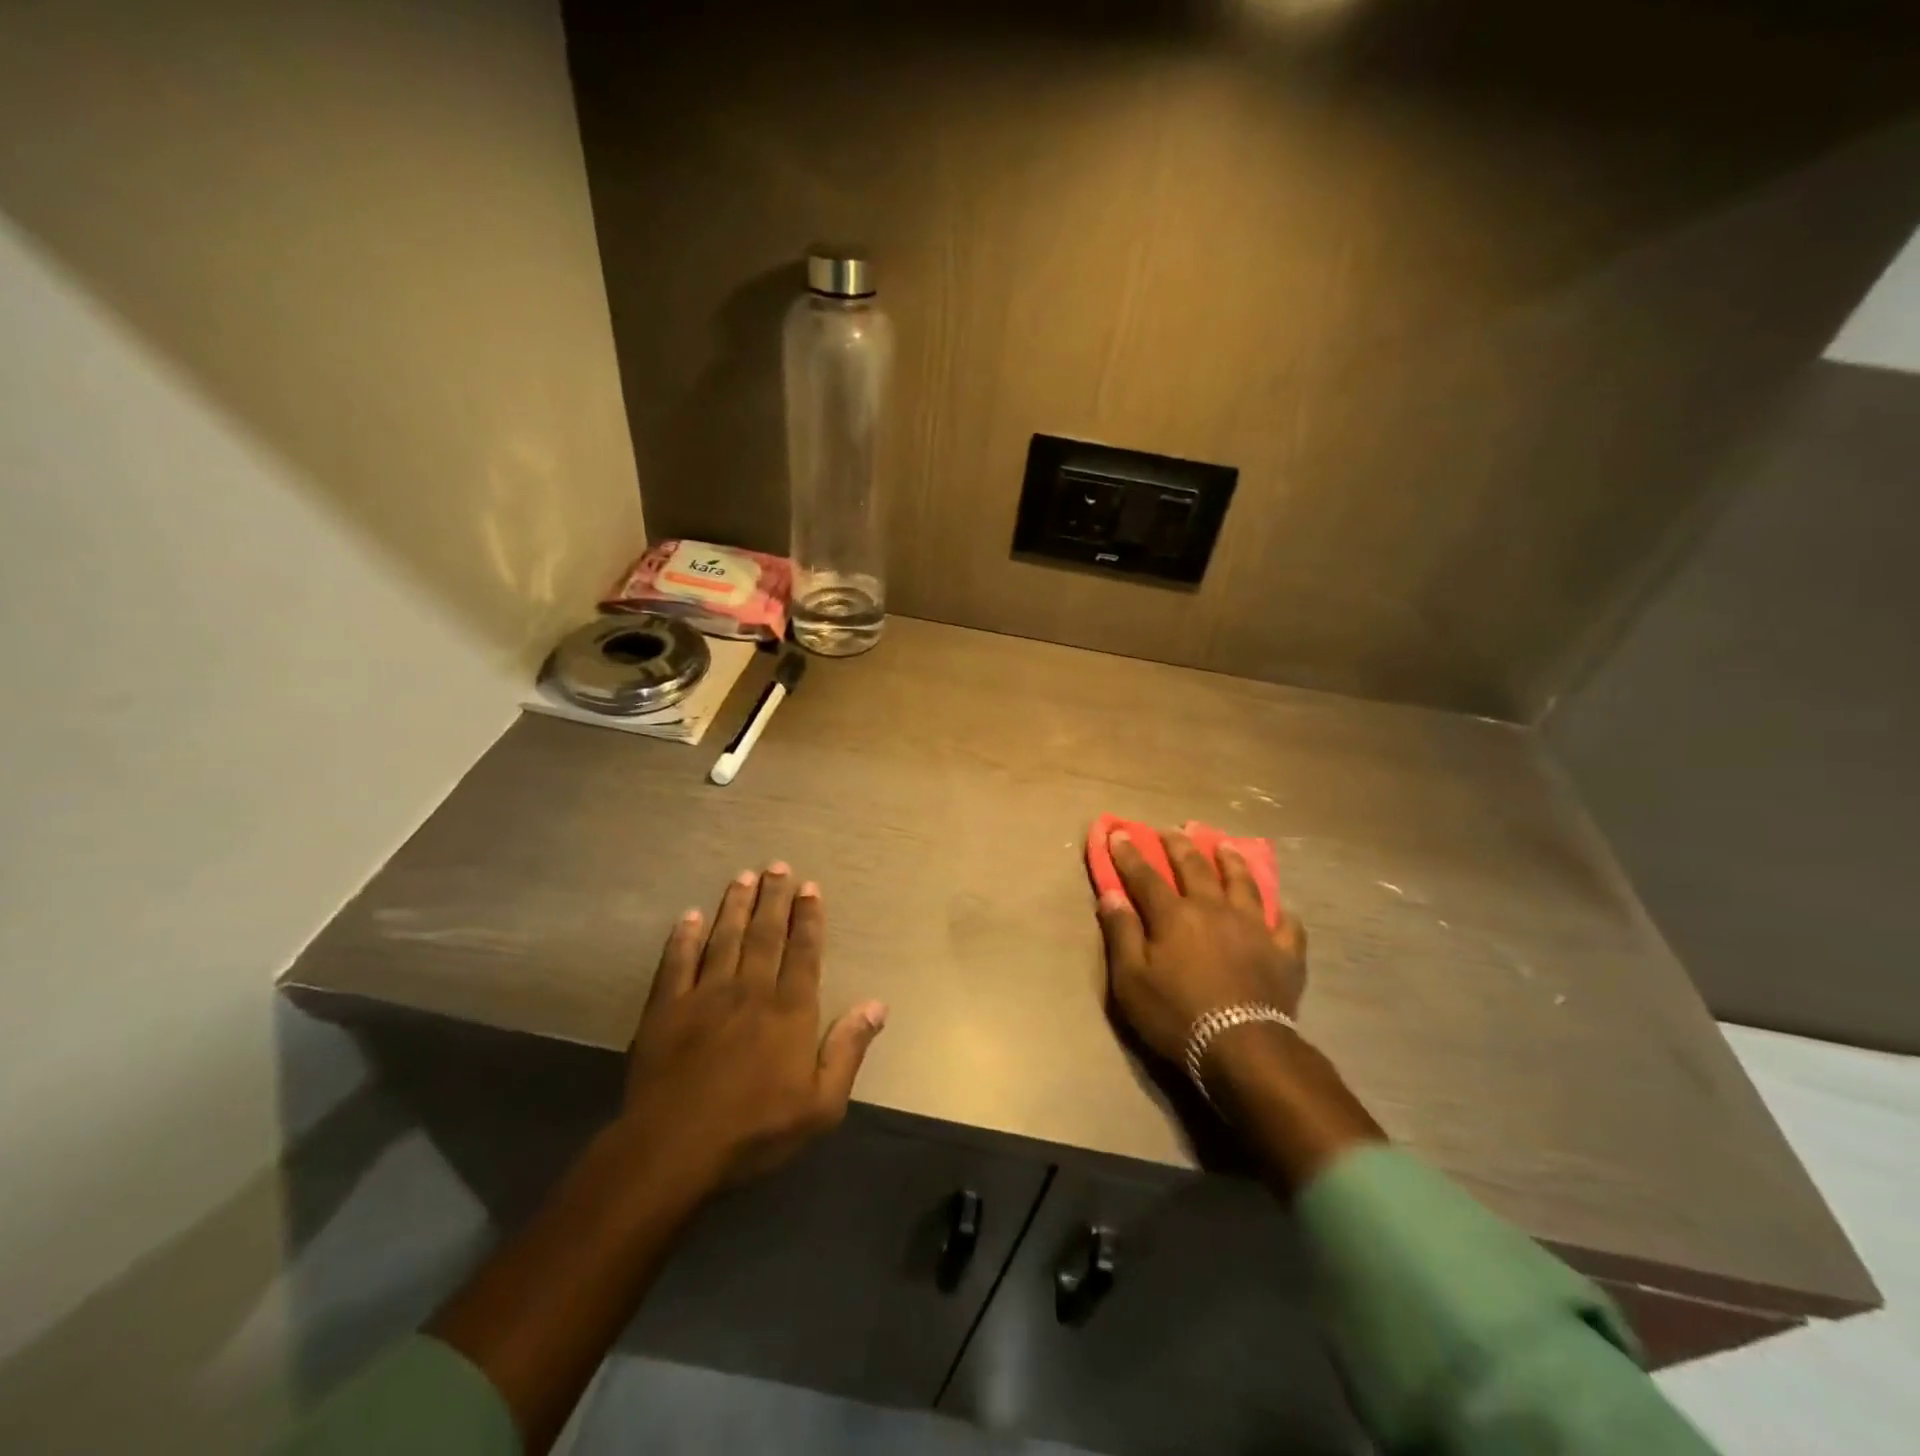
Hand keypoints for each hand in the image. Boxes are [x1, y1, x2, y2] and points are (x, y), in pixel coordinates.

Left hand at [622, 862, 887, 1190]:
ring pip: (724, 938)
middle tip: (777, 866)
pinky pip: (676, 962)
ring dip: (734, 905)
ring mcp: (704, 995)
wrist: (673, 1149)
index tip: (809, 887)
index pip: (803, 952)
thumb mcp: (821, 1105)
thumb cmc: (755, 1131)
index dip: (808, 917)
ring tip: (743, 877)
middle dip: (773, 898)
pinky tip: (688, 917)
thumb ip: (848, 1049)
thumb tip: (877, 1004)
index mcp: (789, 1010)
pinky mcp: (665, 1009)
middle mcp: (750, 990)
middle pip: (765, 934)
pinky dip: (682, 937)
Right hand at [1095, 828, 1307, 1064]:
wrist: (1242, 1047)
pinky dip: (1282, 914)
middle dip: (1179, 845)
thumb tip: (1111, 895)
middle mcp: (1214, 909)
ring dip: (1232, 861)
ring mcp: (1254, 928)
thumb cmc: (1176, 1015)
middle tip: (1173, 828)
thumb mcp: (1131, 980)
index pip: (1145, 876)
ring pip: (1243, 883)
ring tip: (1225, 845)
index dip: (1129, 854)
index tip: (1119, 833)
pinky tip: (1281, 909)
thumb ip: (1122, 934)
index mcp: (1174, 915)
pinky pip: (1287, 925)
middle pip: (1195, 868)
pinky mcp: (1284, 952)